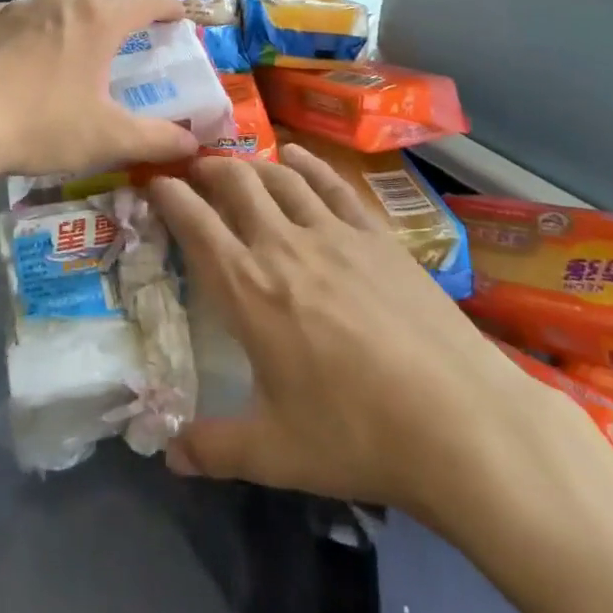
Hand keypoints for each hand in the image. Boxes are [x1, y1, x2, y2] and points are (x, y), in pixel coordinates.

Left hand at [0, 0, 200, 180]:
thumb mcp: (107, 138)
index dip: (171, 8)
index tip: (181, 21)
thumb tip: (193, 146)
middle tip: (140, 34)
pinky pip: (31, 14)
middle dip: (130, 10)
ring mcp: (20, 5)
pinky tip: (36, 54)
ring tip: (89, 42)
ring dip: (86, 15)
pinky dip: (47, 26)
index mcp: (98, 17)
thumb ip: (157, 139)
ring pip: (66, 0)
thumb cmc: (40, 124)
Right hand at [146, 145, 572, 532]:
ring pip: (280, 177)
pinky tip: (296, 157)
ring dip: (252, 163)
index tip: (154, 182)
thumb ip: (214, 448)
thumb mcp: (274, 453)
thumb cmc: (355, 434)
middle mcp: (283, 245)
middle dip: (208, 169)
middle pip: (235, 183)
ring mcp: (334, 233)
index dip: (169, 195)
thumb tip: (169, 455)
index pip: (195, 223)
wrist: (458, 419)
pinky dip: (307, 164)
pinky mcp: (376, 235)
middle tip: (194, 171)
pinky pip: (332, 184)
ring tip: (238, 164)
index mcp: (248, 289)